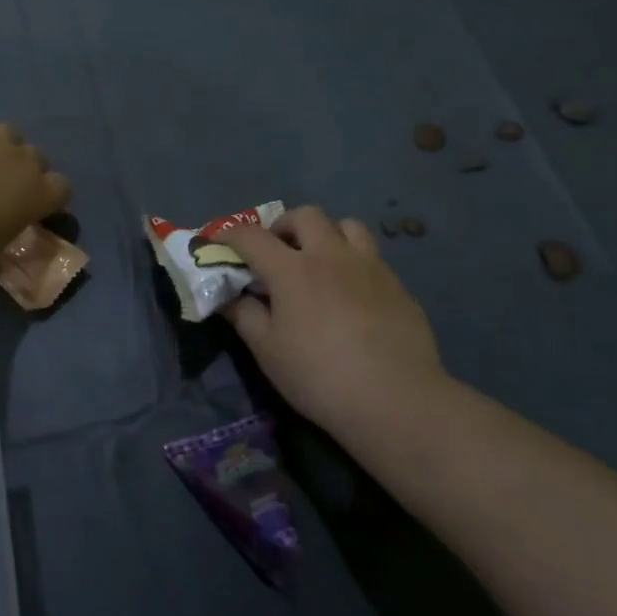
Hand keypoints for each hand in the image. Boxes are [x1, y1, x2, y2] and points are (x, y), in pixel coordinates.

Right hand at [217, 207, 449, 442]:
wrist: (396, 400)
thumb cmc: (319, 376)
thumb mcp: (268, 351)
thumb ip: (245, 316)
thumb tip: (230, 297)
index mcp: (292, 270)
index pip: (252, 237)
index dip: (230, 234)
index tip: (219, 242)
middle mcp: (331, 256)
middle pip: (305, 215)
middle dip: (284, 226)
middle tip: (276, 251)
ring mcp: (369, 266)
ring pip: (346, 225)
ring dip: (326, 233)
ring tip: (319, 260)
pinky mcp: (397, 285)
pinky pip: (370, 255)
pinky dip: (352, 261)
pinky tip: (350, 292)